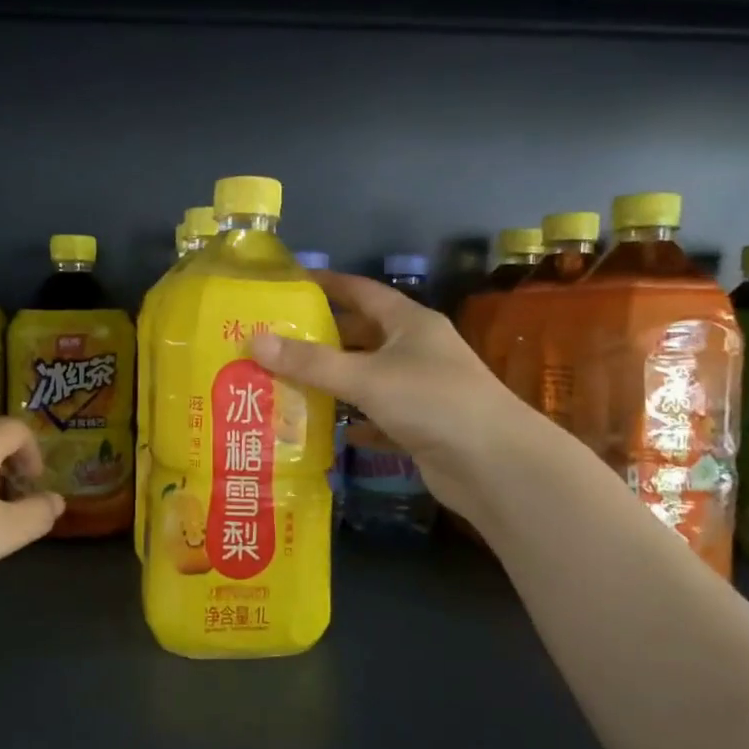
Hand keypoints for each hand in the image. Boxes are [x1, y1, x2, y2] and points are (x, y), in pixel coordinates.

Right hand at [250, 270, 541, 525]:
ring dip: (333, 383)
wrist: (494, 464)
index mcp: (409, 323)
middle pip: (361, 336)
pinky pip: (377, 418)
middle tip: (275, 342)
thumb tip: (254, 340)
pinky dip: (353, 422)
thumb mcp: (366, 376)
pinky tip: (325, 430)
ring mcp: (420, 390)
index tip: (291, 284)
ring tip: (285, 383)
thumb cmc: (432, 401)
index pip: (363, 292)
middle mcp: (416, 350)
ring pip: (367, 379)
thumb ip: (311, 362)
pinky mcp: (420, 427)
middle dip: (322, 338)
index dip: (329, 285)